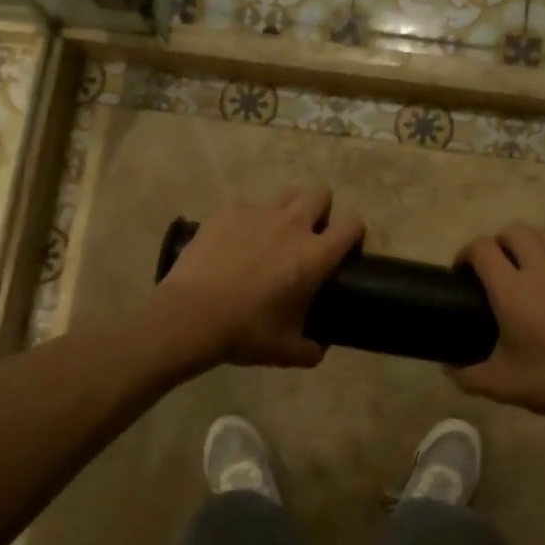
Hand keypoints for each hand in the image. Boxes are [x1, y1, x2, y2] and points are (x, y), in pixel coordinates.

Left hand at [152, 187, 364, 370]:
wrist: (191, 316)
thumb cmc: (246, 332)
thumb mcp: (286, 350)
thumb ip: (311, 349)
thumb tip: (319, 348)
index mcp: (315, 255)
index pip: (352, 226)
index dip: (353, 235)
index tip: (345, 250)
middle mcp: (292, 224)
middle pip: (320, 195)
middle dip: (321, 211)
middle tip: (308, 238)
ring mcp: (258, 212)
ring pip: (286, 194)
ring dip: (288, 209)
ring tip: (274, 234)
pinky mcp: (228, 211)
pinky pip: (249, 206)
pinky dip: (249, 220)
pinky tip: (235, 243)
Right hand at [450, 223, 544, 428]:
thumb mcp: (501, 386)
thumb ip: (466, 375)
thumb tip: (447, 367)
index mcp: (513, 290)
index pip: (482, 248)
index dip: (466, 254)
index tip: (462, 271)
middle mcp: (544, 268)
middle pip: (514, 230)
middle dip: (498, 243)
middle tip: (496, 269)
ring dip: (530, 246)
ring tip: (528, 271)